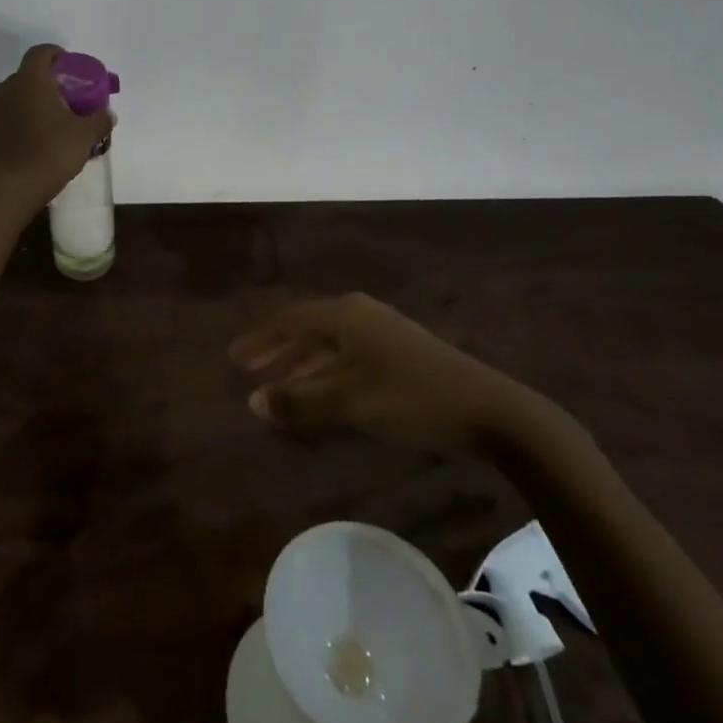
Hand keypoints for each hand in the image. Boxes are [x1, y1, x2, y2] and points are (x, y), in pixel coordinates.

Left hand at [0, 44, 114, 218]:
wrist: (10, 191)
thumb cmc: (50, 153)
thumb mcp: (85, 136)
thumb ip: (99, 119)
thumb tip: (108, 114)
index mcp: (31, 81)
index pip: (41, 52)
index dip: (57, 55)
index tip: (71, 69)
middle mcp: (6, 90)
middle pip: (28, 76)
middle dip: (48, 84)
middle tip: (67, 100)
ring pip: (15, 100)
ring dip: (32, 106)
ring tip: (51, 125)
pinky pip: (6, 122)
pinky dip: (19, 126)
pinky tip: (33, 145)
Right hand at [228, 294, 556, 455]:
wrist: (487, 408)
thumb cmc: (409, 398)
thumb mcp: (349, 401)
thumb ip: (300, 401)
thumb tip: (253, 401)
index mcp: (344, 315)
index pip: (288, 320)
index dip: (260, 339)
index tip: (234, 358)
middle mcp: (359, 313)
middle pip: (307, 328)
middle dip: (278, 351)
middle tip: (250, 371)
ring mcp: (382, 330)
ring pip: (328, 342)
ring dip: (302, 363)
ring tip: (279, 385)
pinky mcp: (399, 350)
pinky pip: (347, 354)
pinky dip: (326, 370)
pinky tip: (323, 391)